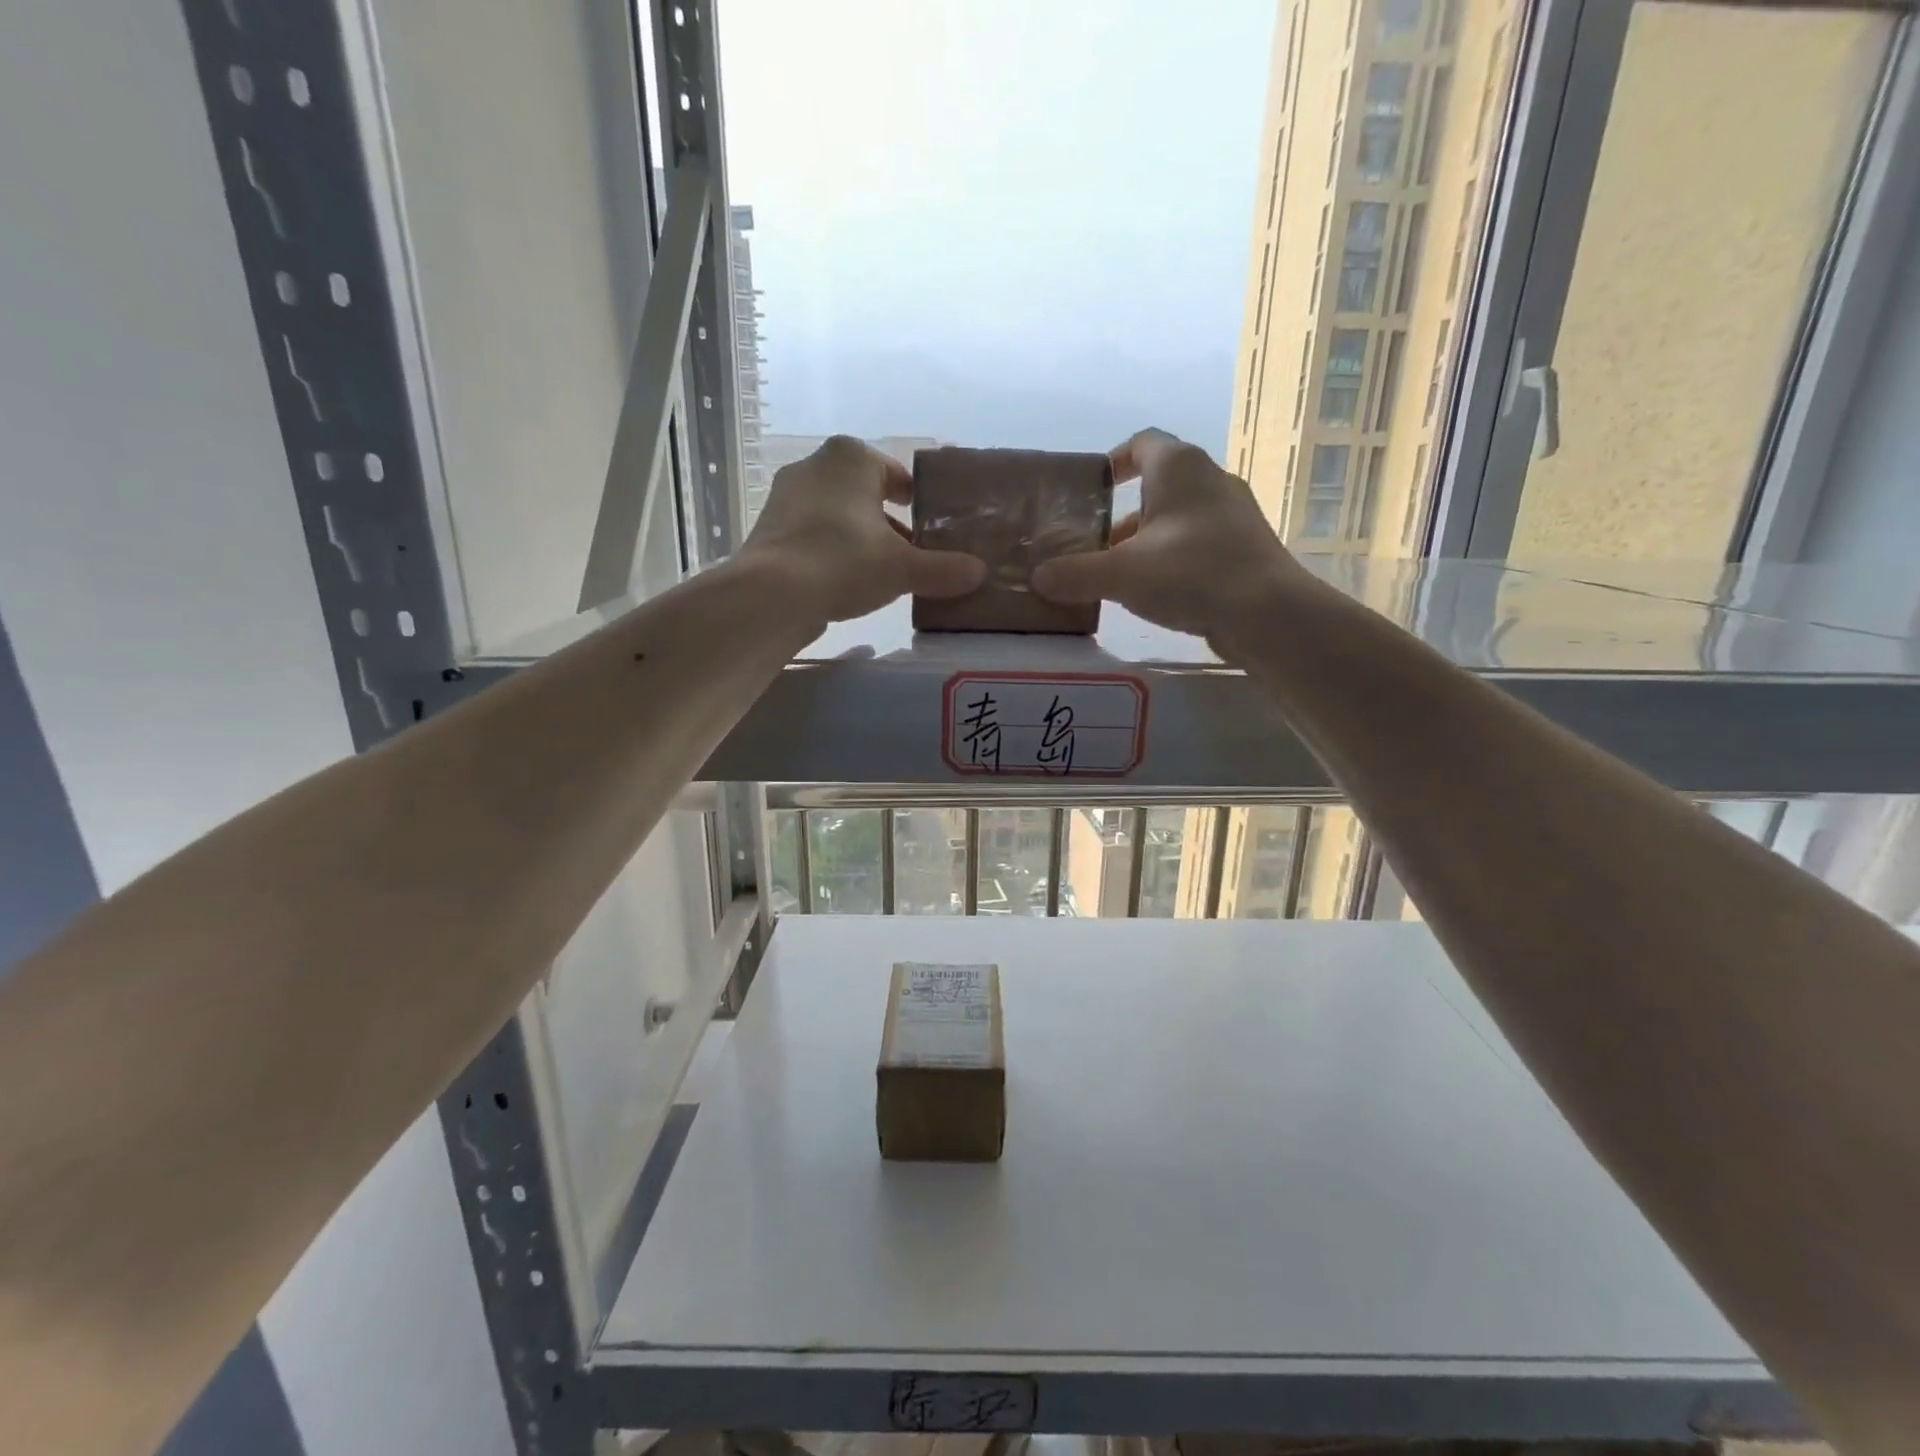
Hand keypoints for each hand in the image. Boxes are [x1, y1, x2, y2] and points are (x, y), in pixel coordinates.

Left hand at [739, 435, 985, 621]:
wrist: (772, 593)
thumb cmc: (845, 561)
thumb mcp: (903, 568)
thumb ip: (943, 569)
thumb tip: (979, 573)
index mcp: (852, 457)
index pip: (896, 474)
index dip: (917, 500)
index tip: (930, 526)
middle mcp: (815, 465)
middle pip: (865, 494)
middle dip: (889, 522)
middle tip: (912, 553)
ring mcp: (786, 496)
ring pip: (837, 514)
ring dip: (860, 537)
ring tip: (881, 573)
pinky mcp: (769, 528)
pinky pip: (813, 534)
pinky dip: (832, 551)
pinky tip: (845, 581)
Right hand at [1030, 428, 1305, 640]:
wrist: (1268, 613)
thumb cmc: (1191, 573)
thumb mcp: (1122, 574)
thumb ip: (1076, 574)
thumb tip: (1037, 578)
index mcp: (1179, 467)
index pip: (1141, 443)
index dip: (1113, 461)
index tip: (1092, 488)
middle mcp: (1210, 479)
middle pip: (1158, 485)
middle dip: (1123, 514)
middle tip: (1095, 543)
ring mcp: (1233, 514)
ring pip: (1178, 518)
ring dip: (1147, 540)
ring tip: (1120, 575)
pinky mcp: (1245, 548)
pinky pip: (1198, 543)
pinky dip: (1173, 559)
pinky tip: (1157, 592)